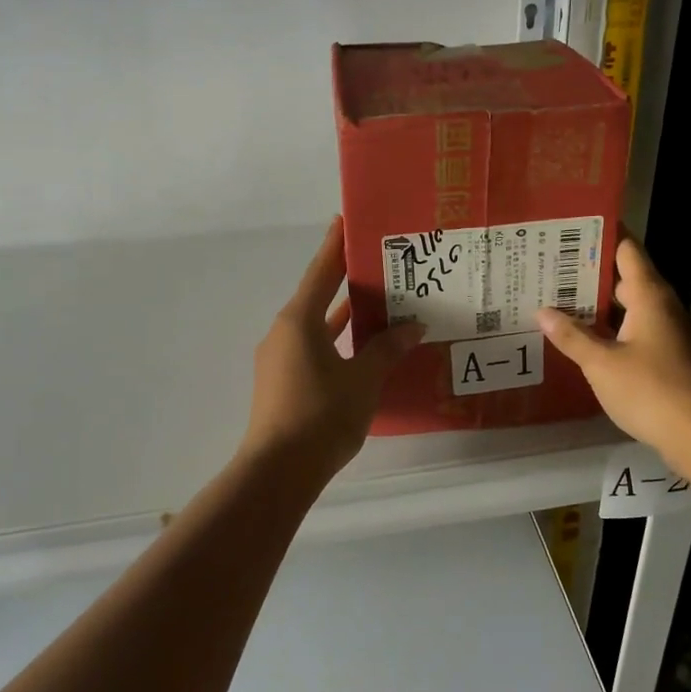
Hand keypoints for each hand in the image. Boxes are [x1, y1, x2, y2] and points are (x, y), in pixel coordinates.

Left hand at [241, 217, 424, 480]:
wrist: (278, 471)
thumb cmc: (322, 415)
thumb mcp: (363, 379)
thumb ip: (386, 349)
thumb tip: (412, 326)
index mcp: (299, 321)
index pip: (321, 271)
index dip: (335, 245)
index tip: (346, 220)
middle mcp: (284, 333)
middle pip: (317, 296)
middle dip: (344, 279)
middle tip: (376, 262)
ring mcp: (280, 359)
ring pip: (315, 325)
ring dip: (341, 314)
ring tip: (375, 301)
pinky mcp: (282, 383)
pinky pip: (312, 348)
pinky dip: (334, 341)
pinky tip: (358, 347)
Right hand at [537, 237, 690, 461]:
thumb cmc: (651, 390)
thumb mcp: (602, 363)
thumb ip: (572, 336)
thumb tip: (543, 311)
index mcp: (648, 295)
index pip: (625, 248)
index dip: (599, 234)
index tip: (567, 227)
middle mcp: (659, 306)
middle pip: (622, 276)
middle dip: (587, 271)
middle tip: (546, 266)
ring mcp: (664, 332)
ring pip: (625, 306)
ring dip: (594, 303)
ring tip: (553, 298)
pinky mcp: (663, 357)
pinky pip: (629, 330)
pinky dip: (606, 329)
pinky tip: (578, 337)